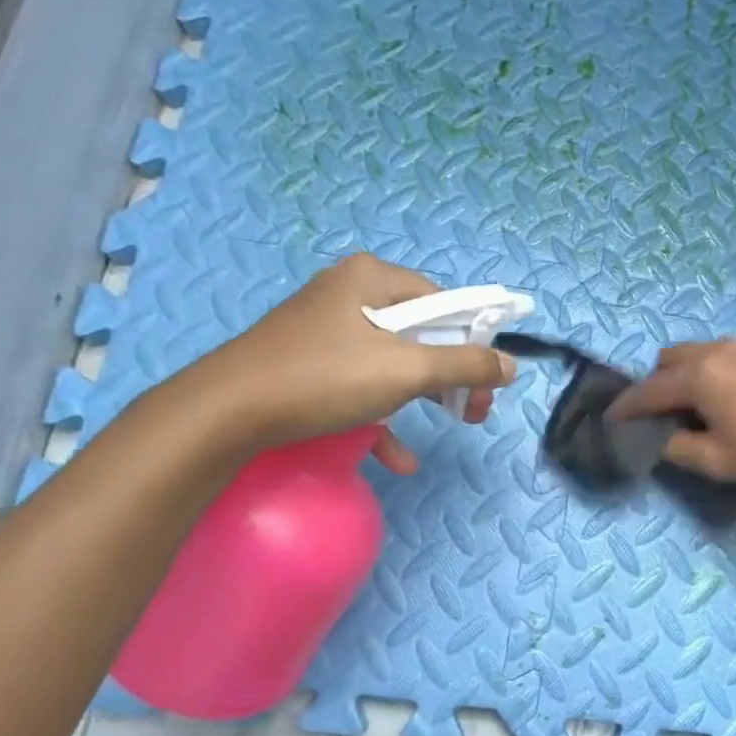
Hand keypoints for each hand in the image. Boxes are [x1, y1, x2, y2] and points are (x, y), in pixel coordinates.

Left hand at [192, 254, 516, 469]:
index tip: (488, 383)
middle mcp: (350, 293)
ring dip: (424, 396)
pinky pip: (360, 382)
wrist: (225, 412)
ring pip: (394, 360)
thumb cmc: (323, 378)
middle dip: (453, 375)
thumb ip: (464, 365)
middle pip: (422, 333)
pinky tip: (398, 457)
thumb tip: (510, 366)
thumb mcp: (405, 370)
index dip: (474, 343)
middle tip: (474, 410)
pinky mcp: (309, 362)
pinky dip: (383, 414)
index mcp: (373, 278)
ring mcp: (327, 328)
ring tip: (451, 424)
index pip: (445, 304)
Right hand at [608, 339, 735, 486]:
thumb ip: (677, 448)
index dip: (626, 407)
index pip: (649, 390)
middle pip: (668, 359)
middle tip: (662, 418)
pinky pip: (724, 354)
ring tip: (698, 409)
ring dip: (684, 376)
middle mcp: (718, 350)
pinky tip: (731, 400)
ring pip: (697, 352)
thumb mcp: (718, 461)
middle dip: (655, 385)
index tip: (611, 419)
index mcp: (700, 376)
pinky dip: (711, 372)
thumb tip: (659, 437)